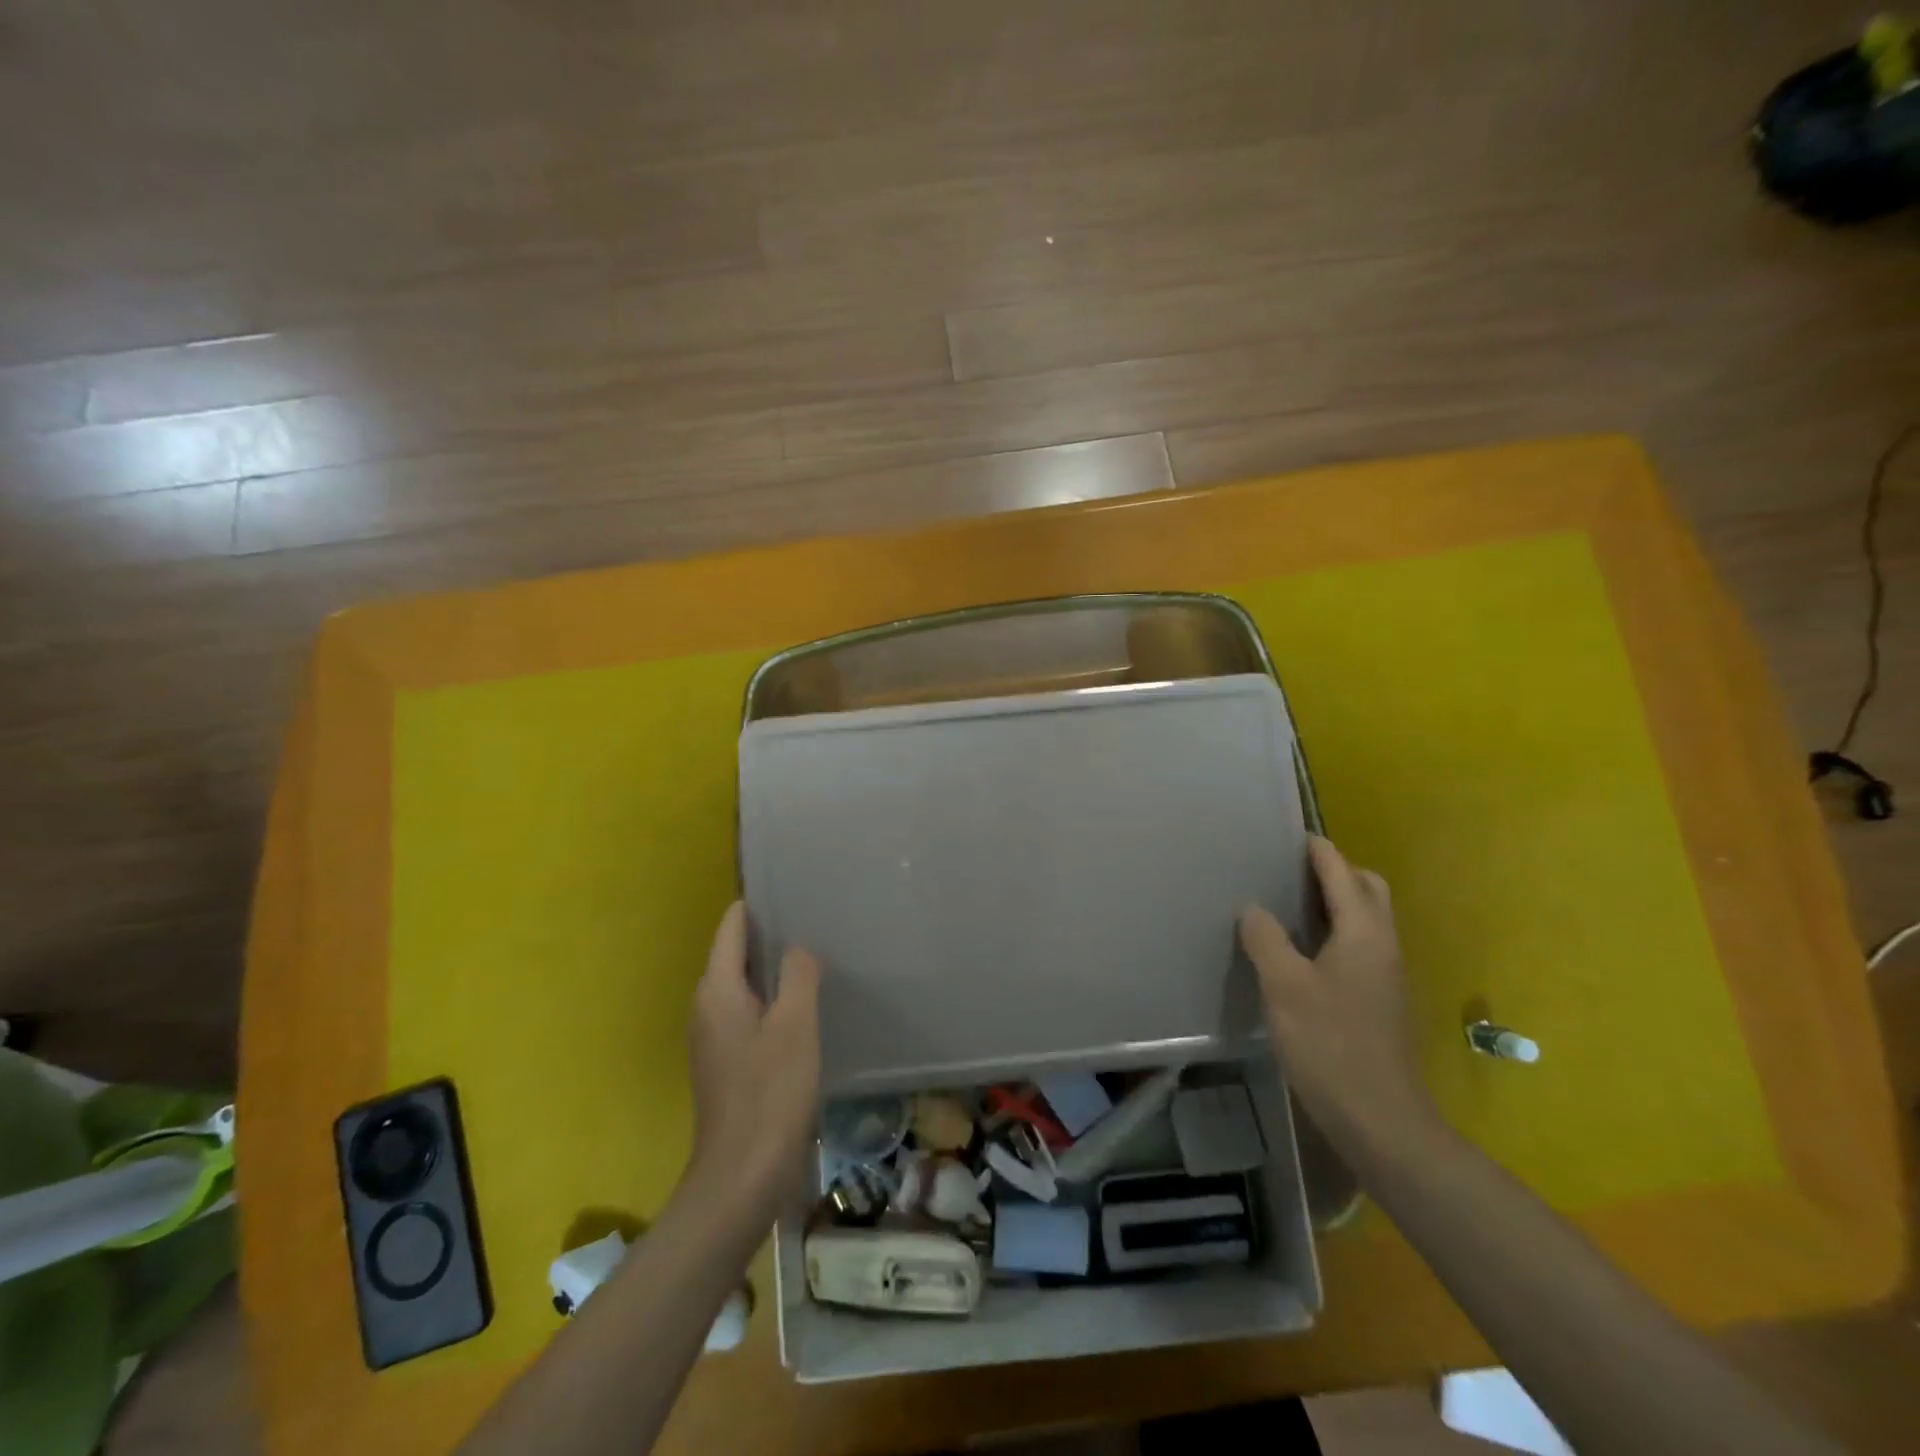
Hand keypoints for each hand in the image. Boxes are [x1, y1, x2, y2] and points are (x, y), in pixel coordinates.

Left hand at [685, 901, 821, 1223]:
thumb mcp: (795, 1026)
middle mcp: (706, 1007)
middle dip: (767, 935)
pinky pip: (746, 1012)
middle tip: (811, 919)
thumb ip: (797, 976)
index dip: (755, 906)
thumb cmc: (770, 1094)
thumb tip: (796, 947)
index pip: (730, 928)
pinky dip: (769, 999)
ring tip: (811, 955)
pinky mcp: (725, 1063)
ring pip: (741, 986)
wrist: (741, 1178)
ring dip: (770, 969)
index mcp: (716, 991)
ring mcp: (712, 1038)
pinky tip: (801, 1006)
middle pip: (733, 954)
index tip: (789, 889)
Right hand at [1239, 837, 1438, 1154]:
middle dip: (1335, 871)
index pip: (1342, 872)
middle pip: (1368, 889)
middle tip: (1291, 872)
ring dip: (1337, 902)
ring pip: (1367, 919)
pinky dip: (1337, 932)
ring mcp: (1387, 974)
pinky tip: (1303, 952)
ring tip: (1290, 905)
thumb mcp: (1284, 985)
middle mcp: (1383, 944)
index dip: (1318, 850)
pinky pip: (1361, 945)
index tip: (1290, 834)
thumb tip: (1254, 908)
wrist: (1380, 1119)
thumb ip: (1266, 938)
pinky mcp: (1381, 1000)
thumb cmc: (1330, 1043)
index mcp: (1363, 932)